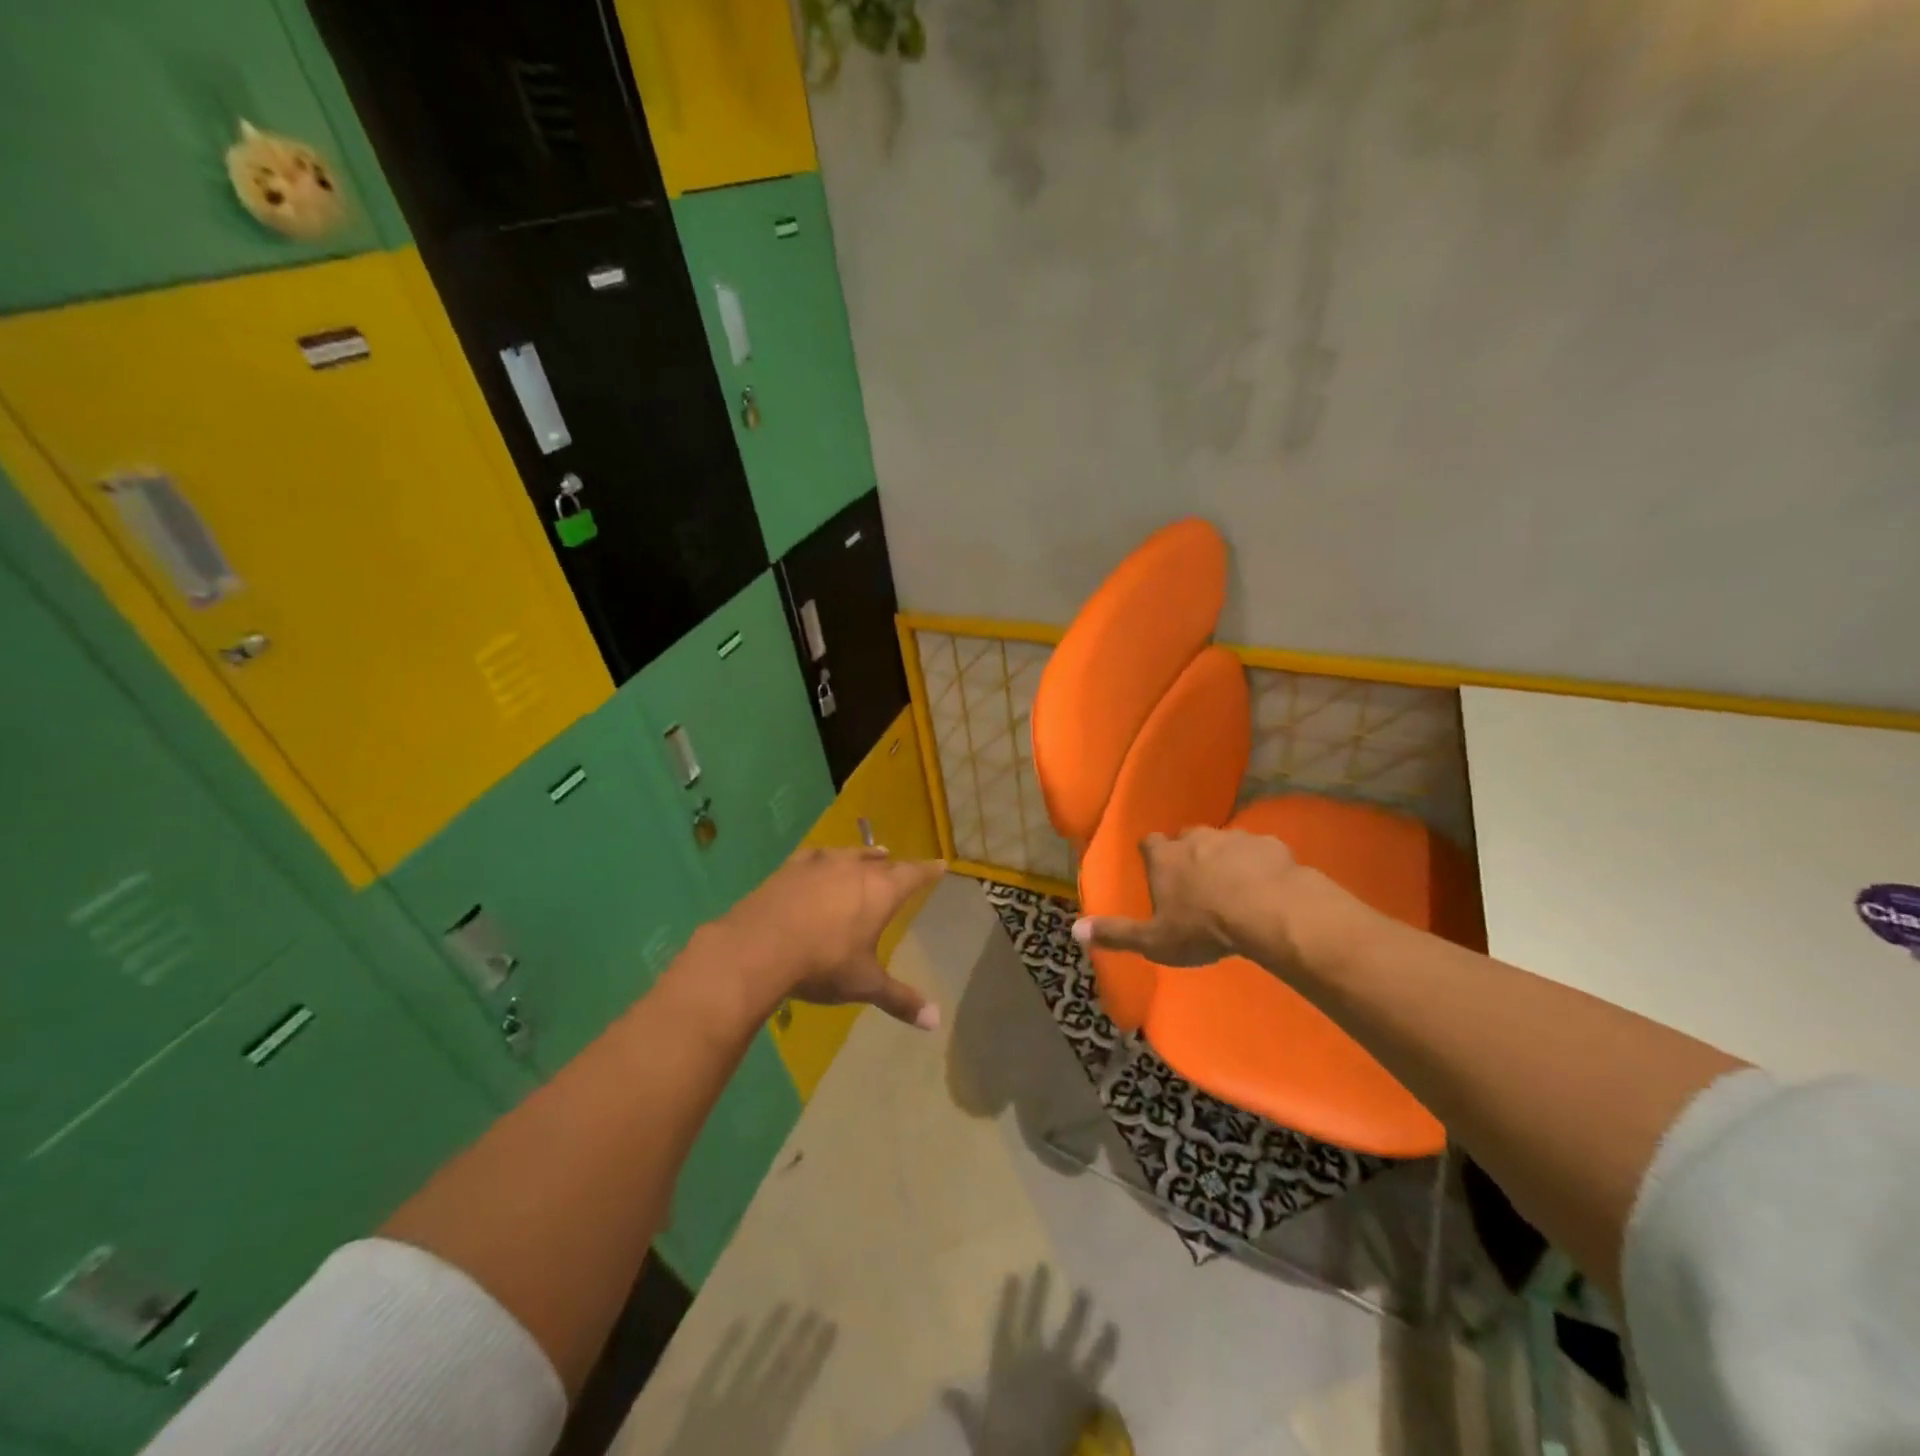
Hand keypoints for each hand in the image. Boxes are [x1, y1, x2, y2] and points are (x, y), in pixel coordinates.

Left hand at [719, 846, 945, 1028]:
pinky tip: (821, 861)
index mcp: (881, 892)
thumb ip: (900, 999)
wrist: (759, 947)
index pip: (913, 875)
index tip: (941, 864)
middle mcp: (855, 869)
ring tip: (874, 854)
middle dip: (894, 866)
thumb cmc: (823, 964)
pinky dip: (826, 859)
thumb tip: (935, 1022)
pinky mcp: (791, 868)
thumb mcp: (864, 984)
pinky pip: (816, 857)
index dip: (929, 871)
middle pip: (882, 862)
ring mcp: (821, 864)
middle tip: (900, 865)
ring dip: (864, 855)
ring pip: (851, 854)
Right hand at [943, 1266, 1119, 1455]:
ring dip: (1078, 1310)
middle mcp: (1032, 1357)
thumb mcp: (978, 1427)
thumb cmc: (1001, 1445)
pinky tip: (1113, 1327)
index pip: (1006, 1324)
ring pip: (1070, 1331)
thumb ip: (963, 1407)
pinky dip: (1105, 1345)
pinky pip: (1096, 1361)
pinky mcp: (1080, 1386)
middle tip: (1045, 1266)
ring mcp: (1058, 1369)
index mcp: (1006, 1365)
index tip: (1014, 1274)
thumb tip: (941, 1392)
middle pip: (1037, 1316)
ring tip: (1085, 1291)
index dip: (1010, 1300)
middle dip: (1041, 1291)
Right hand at [1071, 826, 1343, 970]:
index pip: (1149, 843)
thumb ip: (1117, 934)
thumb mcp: (1155, 940)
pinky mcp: (1269, 844)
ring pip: (1224, 842)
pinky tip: (1267, 886)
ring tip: (1234, 886)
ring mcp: (1235, 837)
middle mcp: (1196, 838)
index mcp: (1165, 857)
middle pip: (1187, 838)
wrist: (1269, 911)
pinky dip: (1259, 864)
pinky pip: (1260, 851)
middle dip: (1189, 853)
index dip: (1153, 855)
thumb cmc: (1203, 927)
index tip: (1157, 870)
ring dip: (1226, 858)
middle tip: (1196, 880)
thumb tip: (1074, 930)